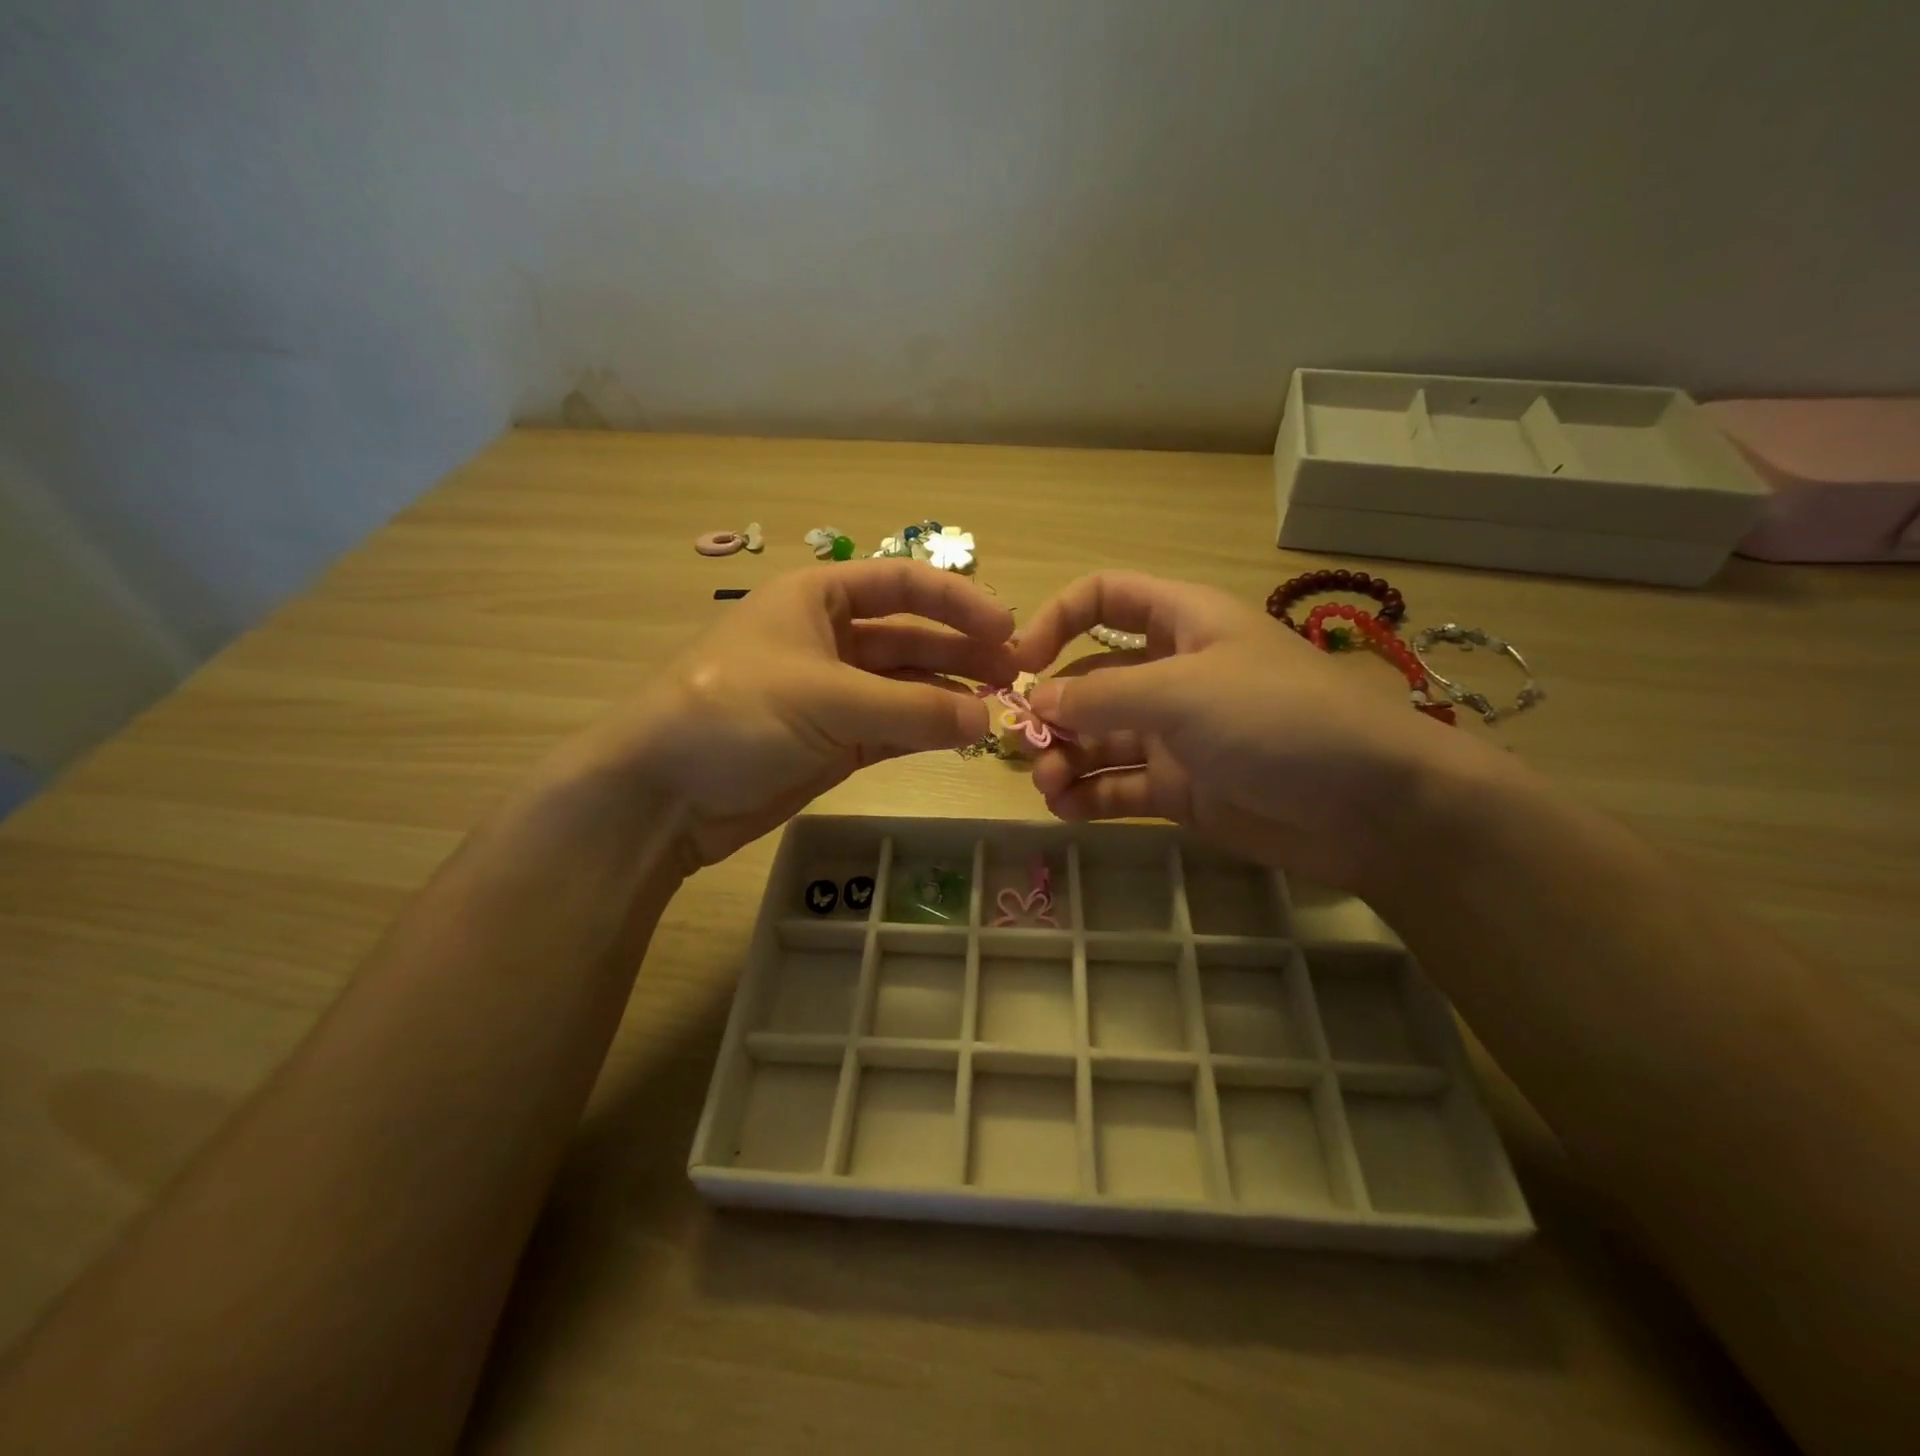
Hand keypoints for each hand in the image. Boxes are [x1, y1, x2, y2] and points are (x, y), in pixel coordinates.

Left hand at [566, 561, 1016, 869]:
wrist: (663, 794)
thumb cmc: (735, 714)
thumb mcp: (826, 698)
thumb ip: (913, 708)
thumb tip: (988, 721)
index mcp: (817, 597)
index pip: (901, 584)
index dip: (957, 600)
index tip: (1008, 627)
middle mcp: (828, 638)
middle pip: (911, 636)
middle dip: (962, 651)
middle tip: (1016, 675)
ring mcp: (832, 693)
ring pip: (906, 686)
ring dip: (950, 695)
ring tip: (999, 709)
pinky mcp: (834, 740)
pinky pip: (894, 727)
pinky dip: (927, 731)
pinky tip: (964, 737)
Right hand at [1011, 571, 1477, 892]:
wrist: (1373, 807)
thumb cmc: (1278, 719)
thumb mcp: (1184, 692)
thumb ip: (1102, 694)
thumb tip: (1036, 701)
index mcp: (1181, 624)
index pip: (1106, 597)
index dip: (1058, 619)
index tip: (1020, 661)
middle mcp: (1173, 674)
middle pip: (1092, 678)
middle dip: (1053, 708)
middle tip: (1024, 745)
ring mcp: (1176, 735)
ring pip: (1099, 738)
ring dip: (1065, 759)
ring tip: (1048, 787)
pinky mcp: (1182, 789)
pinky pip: (1119, 785)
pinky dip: (1089, 796)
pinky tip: (1066, 810)